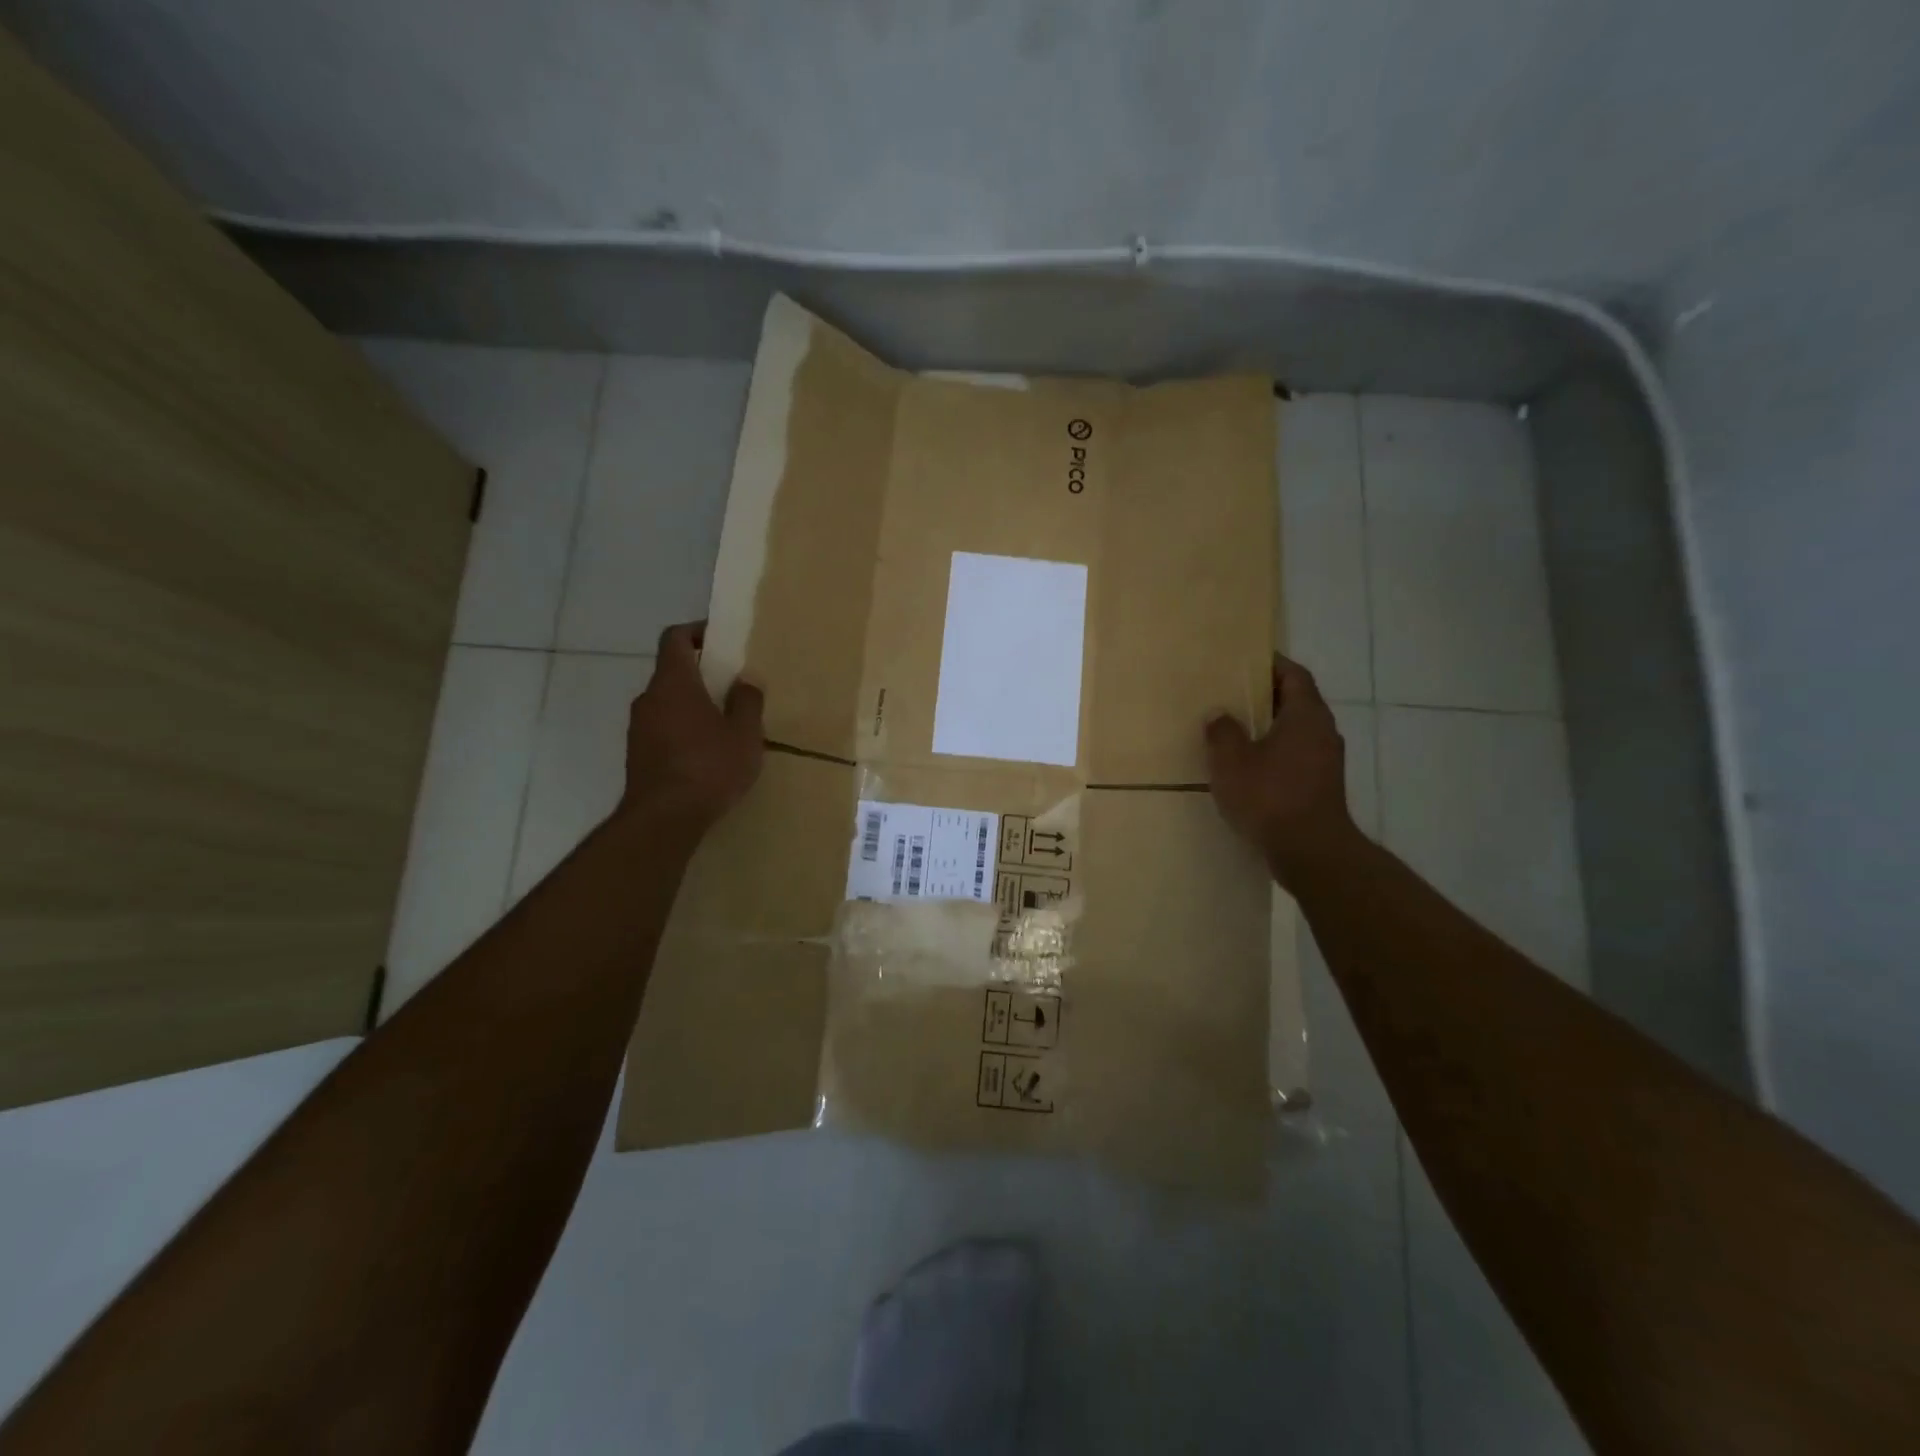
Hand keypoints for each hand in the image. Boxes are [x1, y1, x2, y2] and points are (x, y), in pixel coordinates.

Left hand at [620, 622, 763, 831]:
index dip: (695, 632)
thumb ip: (747, 702)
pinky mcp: (637, 755)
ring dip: (691, 704)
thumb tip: (745, 681)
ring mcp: (638, 728)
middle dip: (700, 674)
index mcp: (674, 683)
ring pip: (667, 702)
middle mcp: (649, 698)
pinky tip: (705, 753)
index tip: (719, 640)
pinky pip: (662, 728)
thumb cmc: (709, 767)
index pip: (674, 639)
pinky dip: (681, 729)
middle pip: (671, 672)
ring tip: (723, 724)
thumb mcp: (744, 734)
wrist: (664, 819)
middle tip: (731, 686)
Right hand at [1205, 654, 1361, 885]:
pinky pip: (1295, 756)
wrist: (1310, 852)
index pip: (1293, 675)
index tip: (1244, 662)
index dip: (1271, 664)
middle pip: (1295, 701)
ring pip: (1294, 731)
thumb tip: (1219, 715)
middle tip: (1230, 695)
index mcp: (1306, 715)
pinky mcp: (1320, 786)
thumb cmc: (1270, 797)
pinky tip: (1247, 767)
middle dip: (1264, 697)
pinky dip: (1273, 753)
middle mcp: (1323, 731)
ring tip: (1233, 731)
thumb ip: (1222, 732)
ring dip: (1267, 728)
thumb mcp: (1232, 761)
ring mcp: (1325, 761)